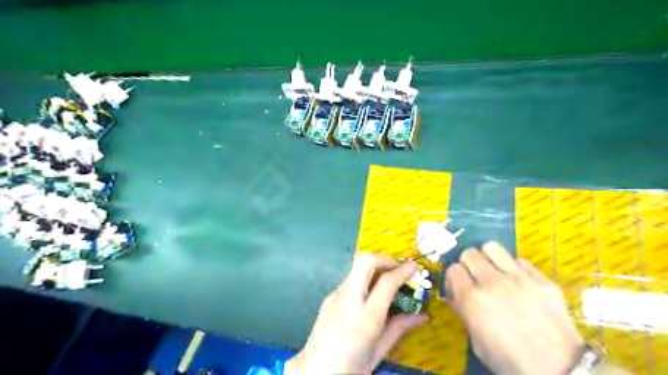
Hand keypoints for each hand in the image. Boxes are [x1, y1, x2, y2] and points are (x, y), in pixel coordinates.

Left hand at [286, 254, 426, 372]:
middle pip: (365, 262)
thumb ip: (399, 329)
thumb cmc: (350, 368)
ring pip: (356, 268)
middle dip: (385, 258)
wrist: (313, 372)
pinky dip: (364, 279)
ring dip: (374, 267)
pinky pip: (350, 280)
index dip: (402, 270)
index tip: (414, 266)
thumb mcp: (379, 353)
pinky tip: (369, 295)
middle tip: (398, 267)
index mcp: (365, 319)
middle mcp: (348, 301)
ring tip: (387, 280)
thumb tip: (423, 315)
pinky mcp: (328, 297)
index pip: (386, 283)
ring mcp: (335, 296)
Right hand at [448, 242, 585, 374]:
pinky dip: (515, 268)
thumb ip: (465, 312)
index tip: (459, 288)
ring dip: (488, 258)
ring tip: (494, 271)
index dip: (454, 279)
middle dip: (468, 264)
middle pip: (469, 253)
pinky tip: (519, 283)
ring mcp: (519, 278)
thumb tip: (459, 294)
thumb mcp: (477, 342)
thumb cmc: (511, 361)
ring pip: (492, 247)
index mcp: (473, 299)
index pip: (452, 269)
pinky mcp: (542, 279)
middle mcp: (492, 282)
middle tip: (475, 278)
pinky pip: (520, 260)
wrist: (561, 370)